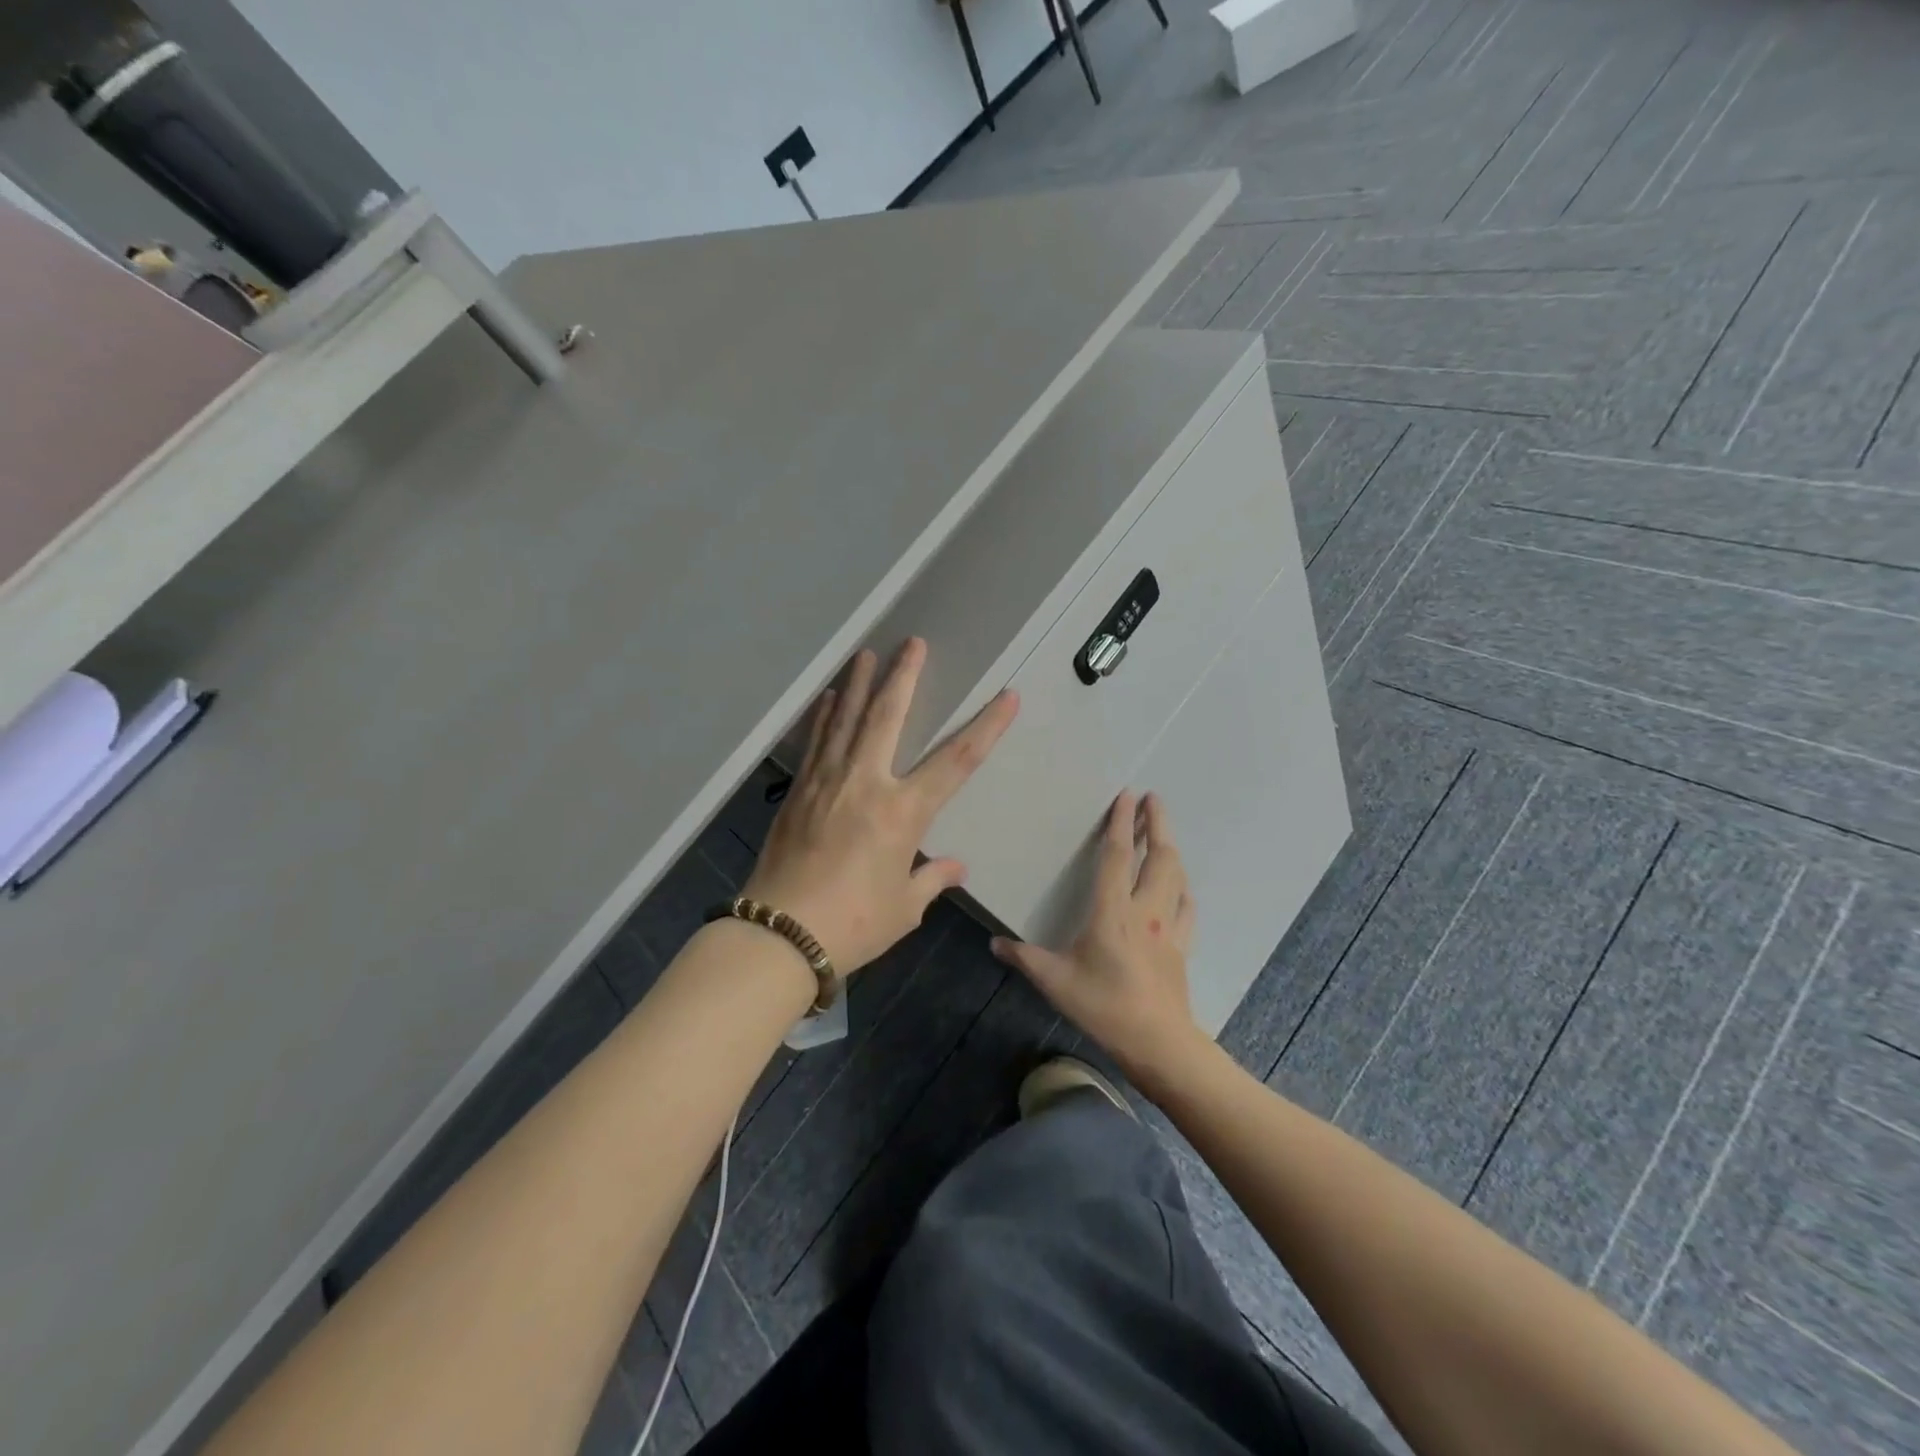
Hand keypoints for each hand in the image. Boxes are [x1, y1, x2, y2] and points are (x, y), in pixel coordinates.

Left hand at [743, 638, 1018, 974]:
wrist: (780, 936)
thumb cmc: (853, 924)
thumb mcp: (904, 907)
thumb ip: (931, 879)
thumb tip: (955, 866)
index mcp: (902, 813)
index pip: (956, 761)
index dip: (986, 727)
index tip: (1006, 697)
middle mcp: (866, 784)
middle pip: (888, 717)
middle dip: (904, 677)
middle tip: (913, 643)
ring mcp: (827, 782)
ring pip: (845, 720)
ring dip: (858, 683)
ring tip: (867, 653)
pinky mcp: (798, 791)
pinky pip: (815, 742)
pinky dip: (823, 716)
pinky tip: (827, 698)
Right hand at [991, 791, 1201, 1086]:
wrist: (1158, 1043)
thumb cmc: (1104, 1007)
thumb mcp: (1055, 981)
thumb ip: (1024, 958)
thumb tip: (994, 943)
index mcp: (1112, 912)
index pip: (1117, 856)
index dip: (1121, 823)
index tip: (1127, 795)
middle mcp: (1145, 910)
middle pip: (1158, 856)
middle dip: (1158, 823)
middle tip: (1154, 799)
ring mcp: (1168, 928)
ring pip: (1176, 877)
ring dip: (1170, 850)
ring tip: (1163, 834)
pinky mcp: (1182, 947)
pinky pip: (1186, 908)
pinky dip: (1183, 889)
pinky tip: (1181, 888)